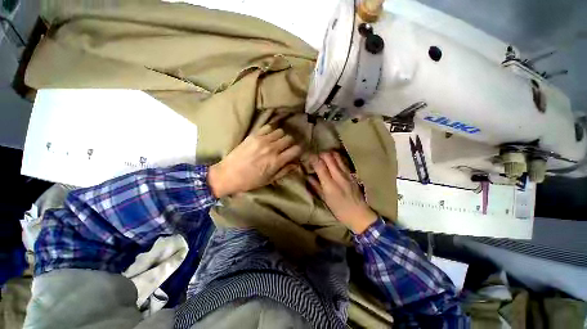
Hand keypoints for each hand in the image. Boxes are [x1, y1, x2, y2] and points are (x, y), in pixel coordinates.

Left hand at [208, 124, 302, 197]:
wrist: (228, 174)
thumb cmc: (250, 181)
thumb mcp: (269, 180)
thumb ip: (285, 171)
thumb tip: (296, 164)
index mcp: (276, 161)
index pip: (296, 149)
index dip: (298, 151)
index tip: (295, 153)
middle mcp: (272, 148)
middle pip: (289, 138)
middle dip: (290, 144)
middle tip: (285, 148)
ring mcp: (262, 140)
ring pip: (280, 131)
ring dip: (281, 137)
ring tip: (276, 142)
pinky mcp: (253, 135)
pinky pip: (268, 127)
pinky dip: (271, 131)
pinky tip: (268, 137)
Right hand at [309, 152, 376, 233]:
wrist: (359, 214)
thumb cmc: (339, 209)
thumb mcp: (325, 200)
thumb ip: (316, 186)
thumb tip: (308, 176)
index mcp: (329, 184)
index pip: (319, 165)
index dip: (312, 158)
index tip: (308, 158)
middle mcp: (338, 175)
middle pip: (328, 156)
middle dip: (320, 154)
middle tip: (316, 157)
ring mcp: (347, 173)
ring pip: (337, 156)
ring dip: (329, 154)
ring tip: (324, 158)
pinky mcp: (352, 173)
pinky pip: (343, 161)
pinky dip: (336, 158)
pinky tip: (333, 161)